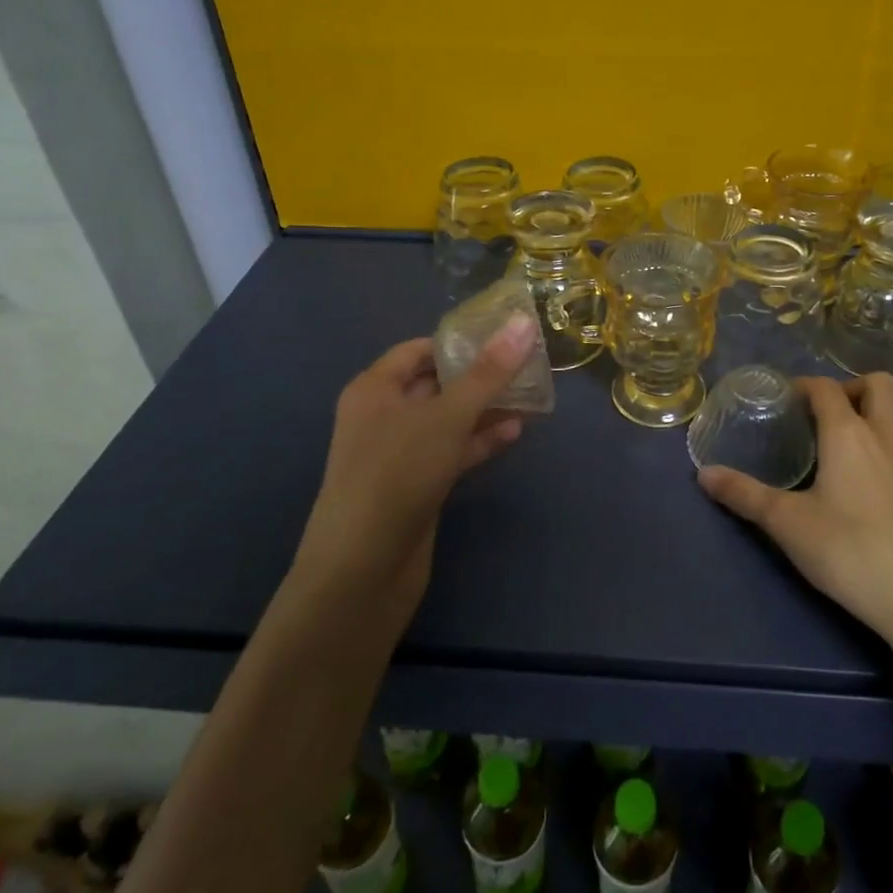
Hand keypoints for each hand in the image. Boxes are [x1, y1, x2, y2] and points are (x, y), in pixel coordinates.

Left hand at [295, 314, 538, 619]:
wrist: (362, 571)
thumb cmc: (397, 474)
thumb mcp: (447, 416)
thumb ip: (488, 372)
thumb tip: (522, 322)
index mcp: (375, 388)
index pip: (420, 350)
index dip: (461, 342)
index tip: (505, 337)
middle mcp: (382, 416)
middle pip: (436, 383)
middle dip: (480, 375)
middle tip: (528, 364)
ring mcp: (398, 454)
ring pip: (448, 419)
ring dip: (485, 409)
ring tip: (531, 396)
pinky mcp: (415, 486)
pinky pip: (451, 451)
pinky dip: (479, 441)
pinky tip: (514, 433)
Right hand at [698, 373, 892, 651]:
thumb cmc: (847, 553)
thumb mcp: (786, 524)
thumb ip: (743, 494)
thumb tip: (703, 473)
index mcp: (847, 434)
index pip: (825, 389)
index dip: (805, 386)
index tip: (789, 401)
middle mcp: (888, 434)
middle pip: (879, 383)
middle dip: (853, 387)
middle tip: (832, 413)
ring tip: (873, 424)